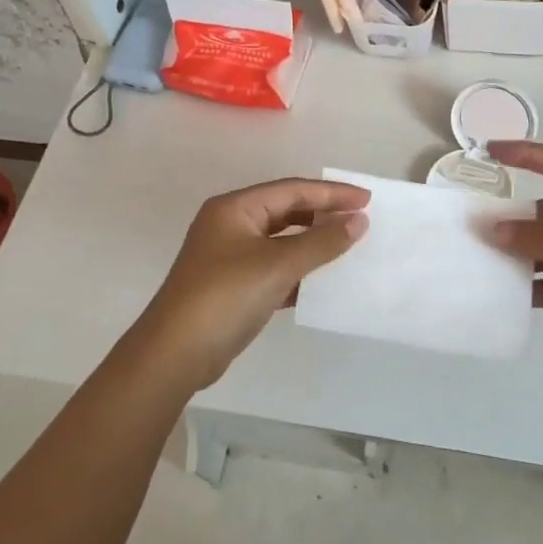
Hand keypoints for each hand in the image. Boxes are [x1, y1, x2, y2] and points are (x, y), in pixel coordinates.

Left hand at [136, 177, 369, 388]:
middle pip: (286, 211)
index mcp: (235, 208)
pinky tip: (323, 282)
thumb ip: (321, 242)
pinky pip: (274, 268)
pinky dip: (299, 271)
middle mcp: (230, 225)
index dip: (331, 193)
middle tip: (360, 220)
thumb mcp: (278, 265)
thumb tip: (358, 221)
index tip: (366, 200)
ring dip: (313, 243)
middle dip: (323, 215)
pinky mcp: (234, 286)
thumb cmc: (226, 296)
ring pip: (281, 241)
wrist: (175, 354)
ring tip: (348, 246)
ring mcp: (230, 257)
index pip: (292, 190)